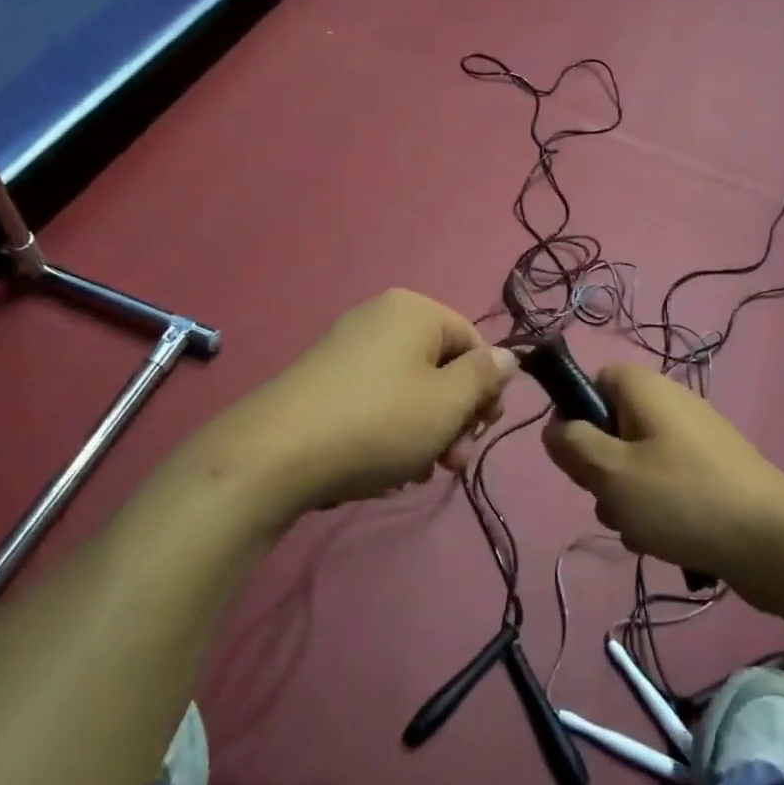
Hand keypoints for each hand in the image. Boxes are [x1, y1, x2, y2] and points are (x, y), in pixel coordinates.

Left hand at [199, 289, 517, 519]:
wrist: (275, 454)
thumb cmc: (380, 421)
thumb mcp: (449, 402)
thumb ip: (485, 376)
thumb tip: (508, 357)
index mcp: (415, 311)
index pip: (474, 342)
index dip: (486, 389)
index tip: (481, 431)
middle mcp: (381, 318)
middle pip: (441, 367)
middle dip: (454, 418)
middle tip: (451, 463)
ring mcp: (347, 348)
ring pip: (409, 390)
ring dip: (424, 433)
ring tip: (415, 473)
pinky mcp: (323, 381)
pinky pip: (375, 401)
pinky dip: (389, 432)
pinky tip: (383, 470)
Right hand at [542, 365, 783, 588]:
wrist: (774, 542)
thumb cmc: (682, 498)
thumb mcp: (610, 472)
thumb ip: (572, 445)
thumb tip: (554, 428)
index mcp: (645, 388)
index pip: (593, 381)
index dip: (577, 416)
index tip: (579, 455)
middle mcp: (671, 404)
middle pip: (613, 427)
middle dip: (602, 468)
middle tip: (609, 498)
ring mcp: (696, 439)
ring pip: (637, 462)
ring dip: (627, 497)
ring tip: (640, 528)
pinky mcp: (713, 473)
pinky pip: (667, 484)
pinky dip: (658, 510)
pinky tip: (665, 540)